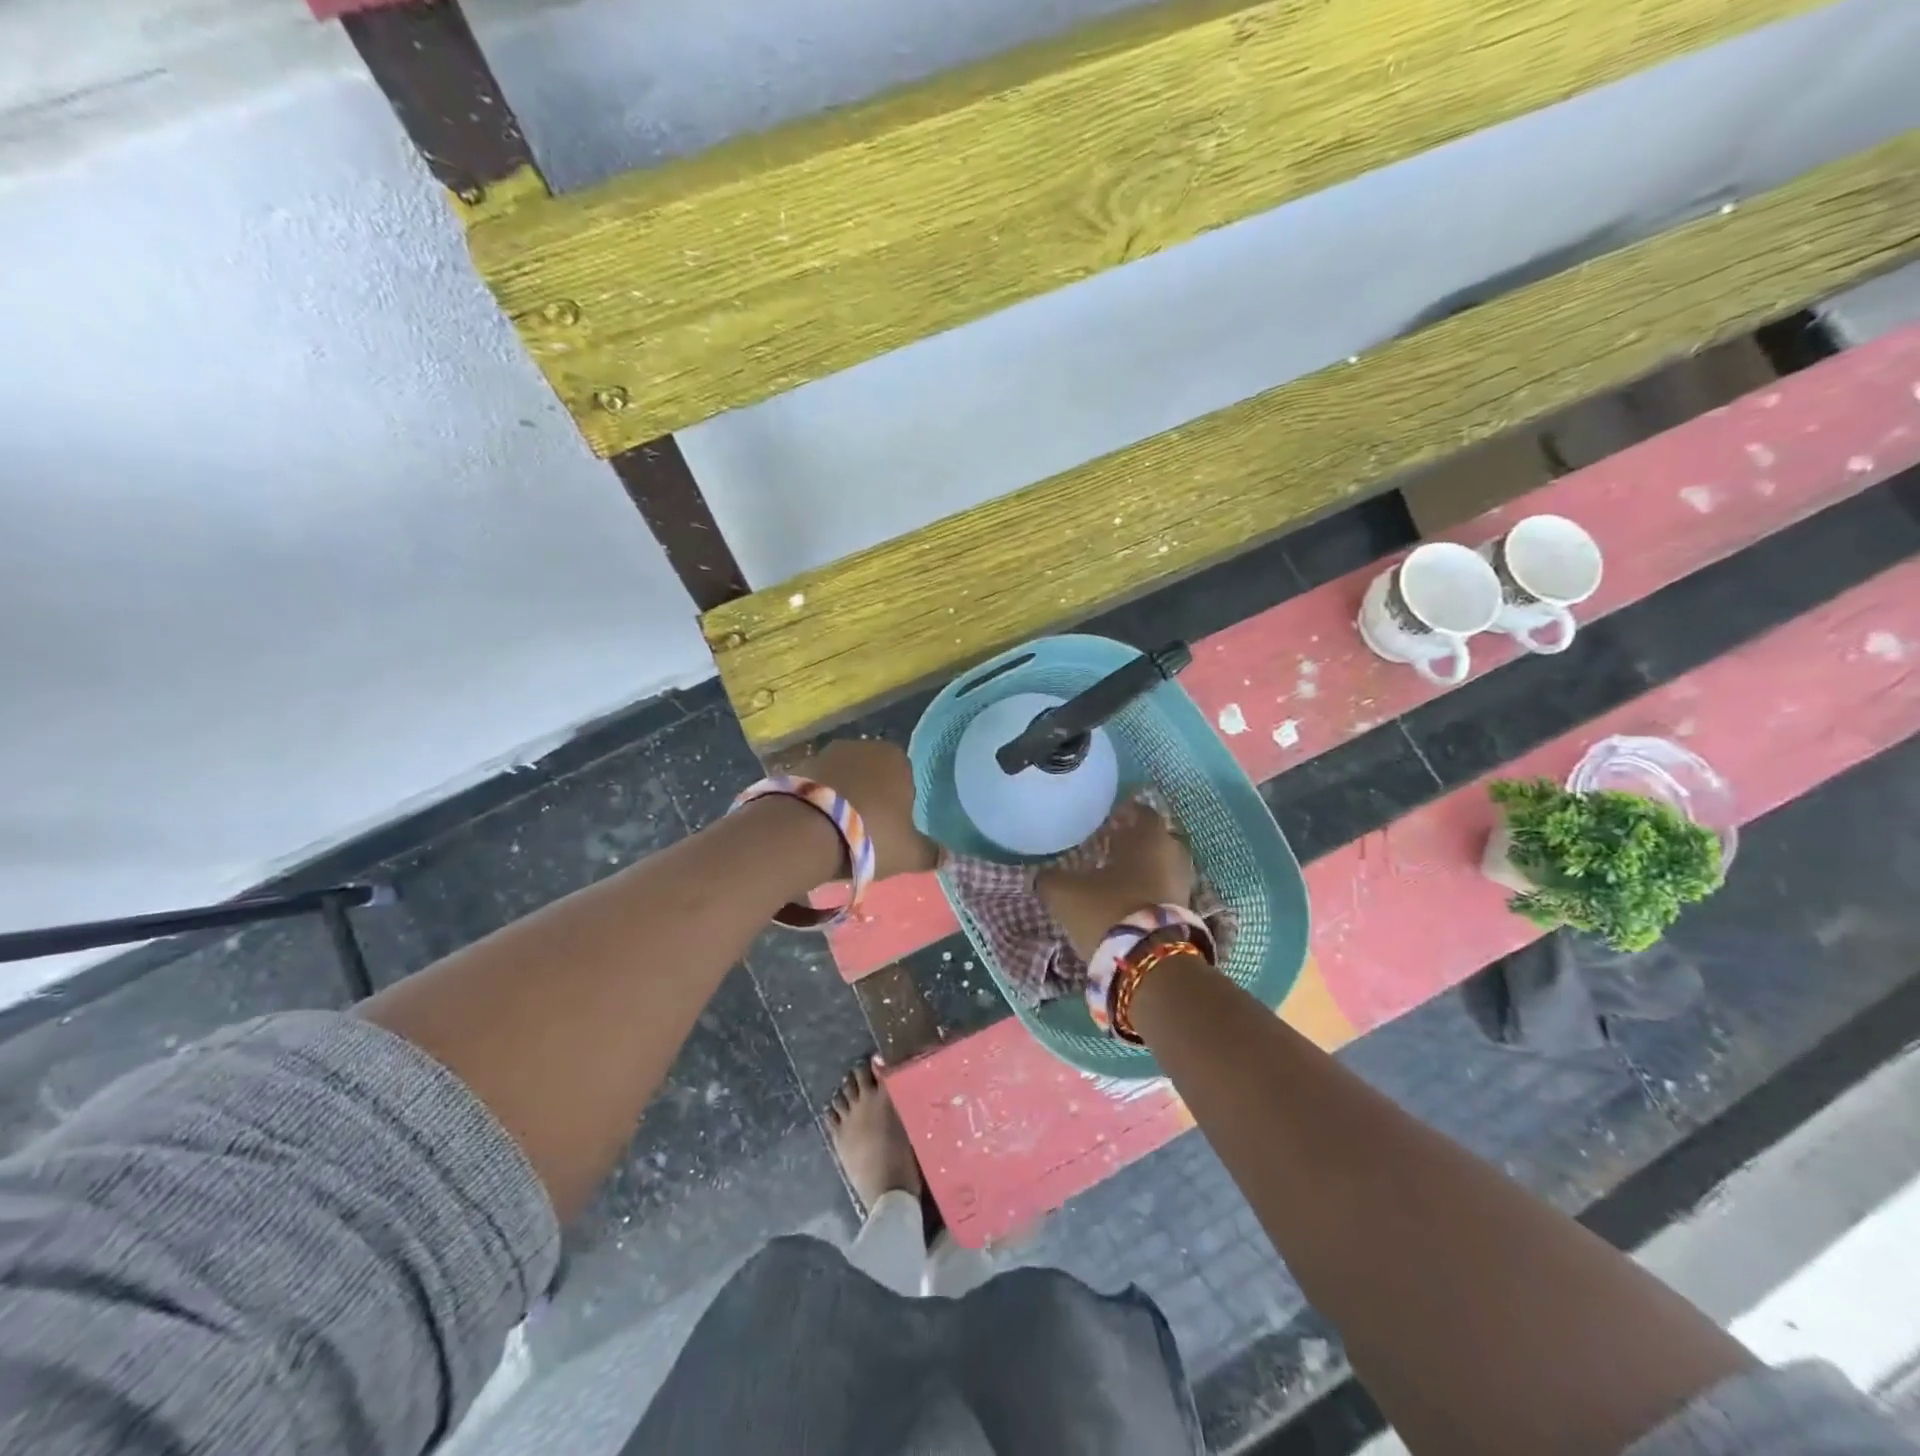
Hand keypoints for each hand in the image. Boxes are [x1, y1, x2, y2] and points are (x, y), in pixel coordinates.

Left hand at [797, 739, 939, 878]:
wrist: (803, 832)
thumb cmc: (868, 836)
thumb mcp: (908, 854)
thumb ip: (930, 853)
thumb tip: (947, 856)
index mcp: (897, 759)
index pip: (906, 779)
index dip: (901, 806)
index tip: (892, 831)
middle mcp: (864, 747)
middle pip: (874, 776)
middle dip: (871, 799)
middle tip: (865, 834)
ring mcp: (827, 753)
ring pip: (844, 780)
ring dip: (843, 799)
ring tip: (836, 834)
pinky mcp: (797, 765)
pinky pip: (817, 786)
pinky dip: (818, 802)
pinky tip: (814, 827)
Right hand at [1036, 802, 1195, 958]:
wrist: (1150, 962)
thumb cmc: (1108, 910)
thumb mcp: (1065, 893)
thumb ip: (1050, 879)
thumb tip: (1042, 875)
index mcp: (1148, 838)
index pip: (1143, 812)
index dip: (1126, 813)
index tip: (1110, 818)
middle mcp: (1172, 855)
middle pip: (1157, 839)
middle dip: (1137, 841)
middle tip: (1113, 846)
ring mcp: (1183, 886)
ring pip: (1163, 867)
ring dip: (1144, 869)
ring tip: (1118, 877)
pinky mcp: (1186, 915)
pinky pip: (1166, 892)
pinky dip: (1151, 892)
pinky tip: (1129, 901)